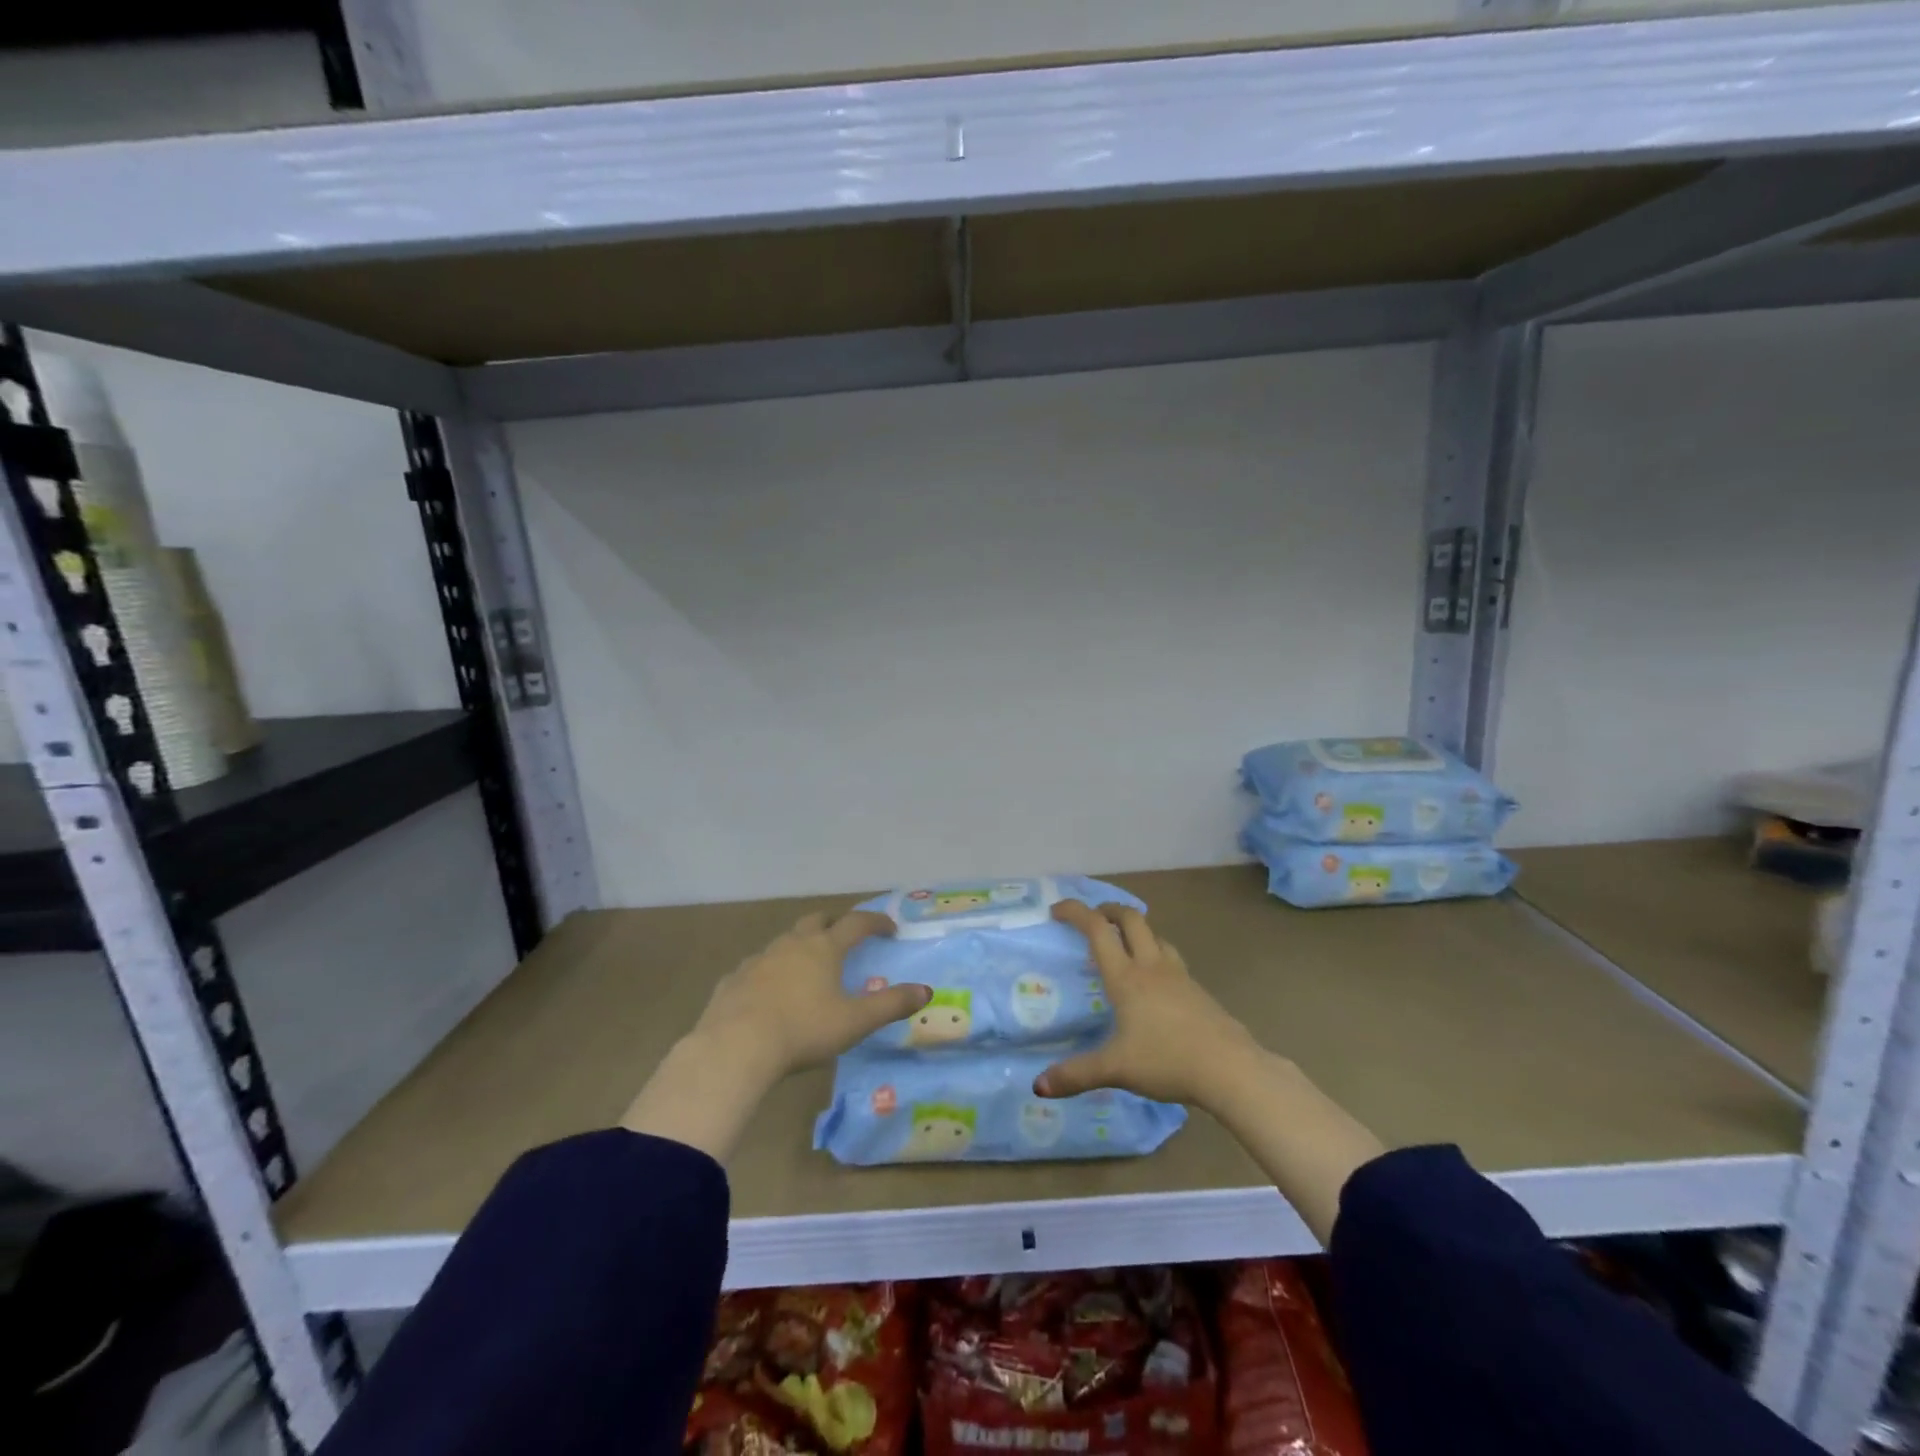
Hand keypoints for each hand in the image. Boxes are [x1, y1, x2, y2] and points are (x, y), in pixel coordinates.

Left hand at [693, 909, 930, 1081]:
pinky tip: (768, 992)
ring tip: (807, 967)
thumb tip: (926, 991)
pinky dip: (769, 972)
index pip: (856, 924)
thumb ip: (891, 1005)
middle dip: (833, 923)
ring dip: (800, 946)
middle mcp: (792, 944)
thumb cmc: (804, 1030)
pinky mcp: (734, 979)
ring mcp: (759, 959)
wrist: (735, 1046)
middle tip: (843, 936)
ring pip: (784, 941)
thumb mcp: (855, 1022)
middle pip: (816, 920)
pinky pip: (756, 967)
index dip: (876, 922)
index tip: (890, 928)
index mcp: (824, 948)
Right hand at [1036, 900, 1261, 1111]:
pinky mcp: (1198, 990)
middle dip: (1110, 910)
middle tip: (1094, 918)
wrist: (1230, 1068)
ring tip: (1125, 945)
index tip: (1057, 909)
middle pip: (1131, 919)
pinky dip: (1156, 955)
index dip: (1076, 912)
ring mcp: (1179, 976)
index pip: (1098, 930)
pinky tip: (1156, 981)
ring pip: (1155, 936)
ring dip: (1136, 930)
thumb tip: (1038, 1086)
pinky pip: (1171, 958)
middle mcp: (1151, 967)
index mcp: (1126, 977)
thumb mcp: (1116, 1069)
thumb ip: (1076, 1074)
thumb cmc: (1167, 1060)